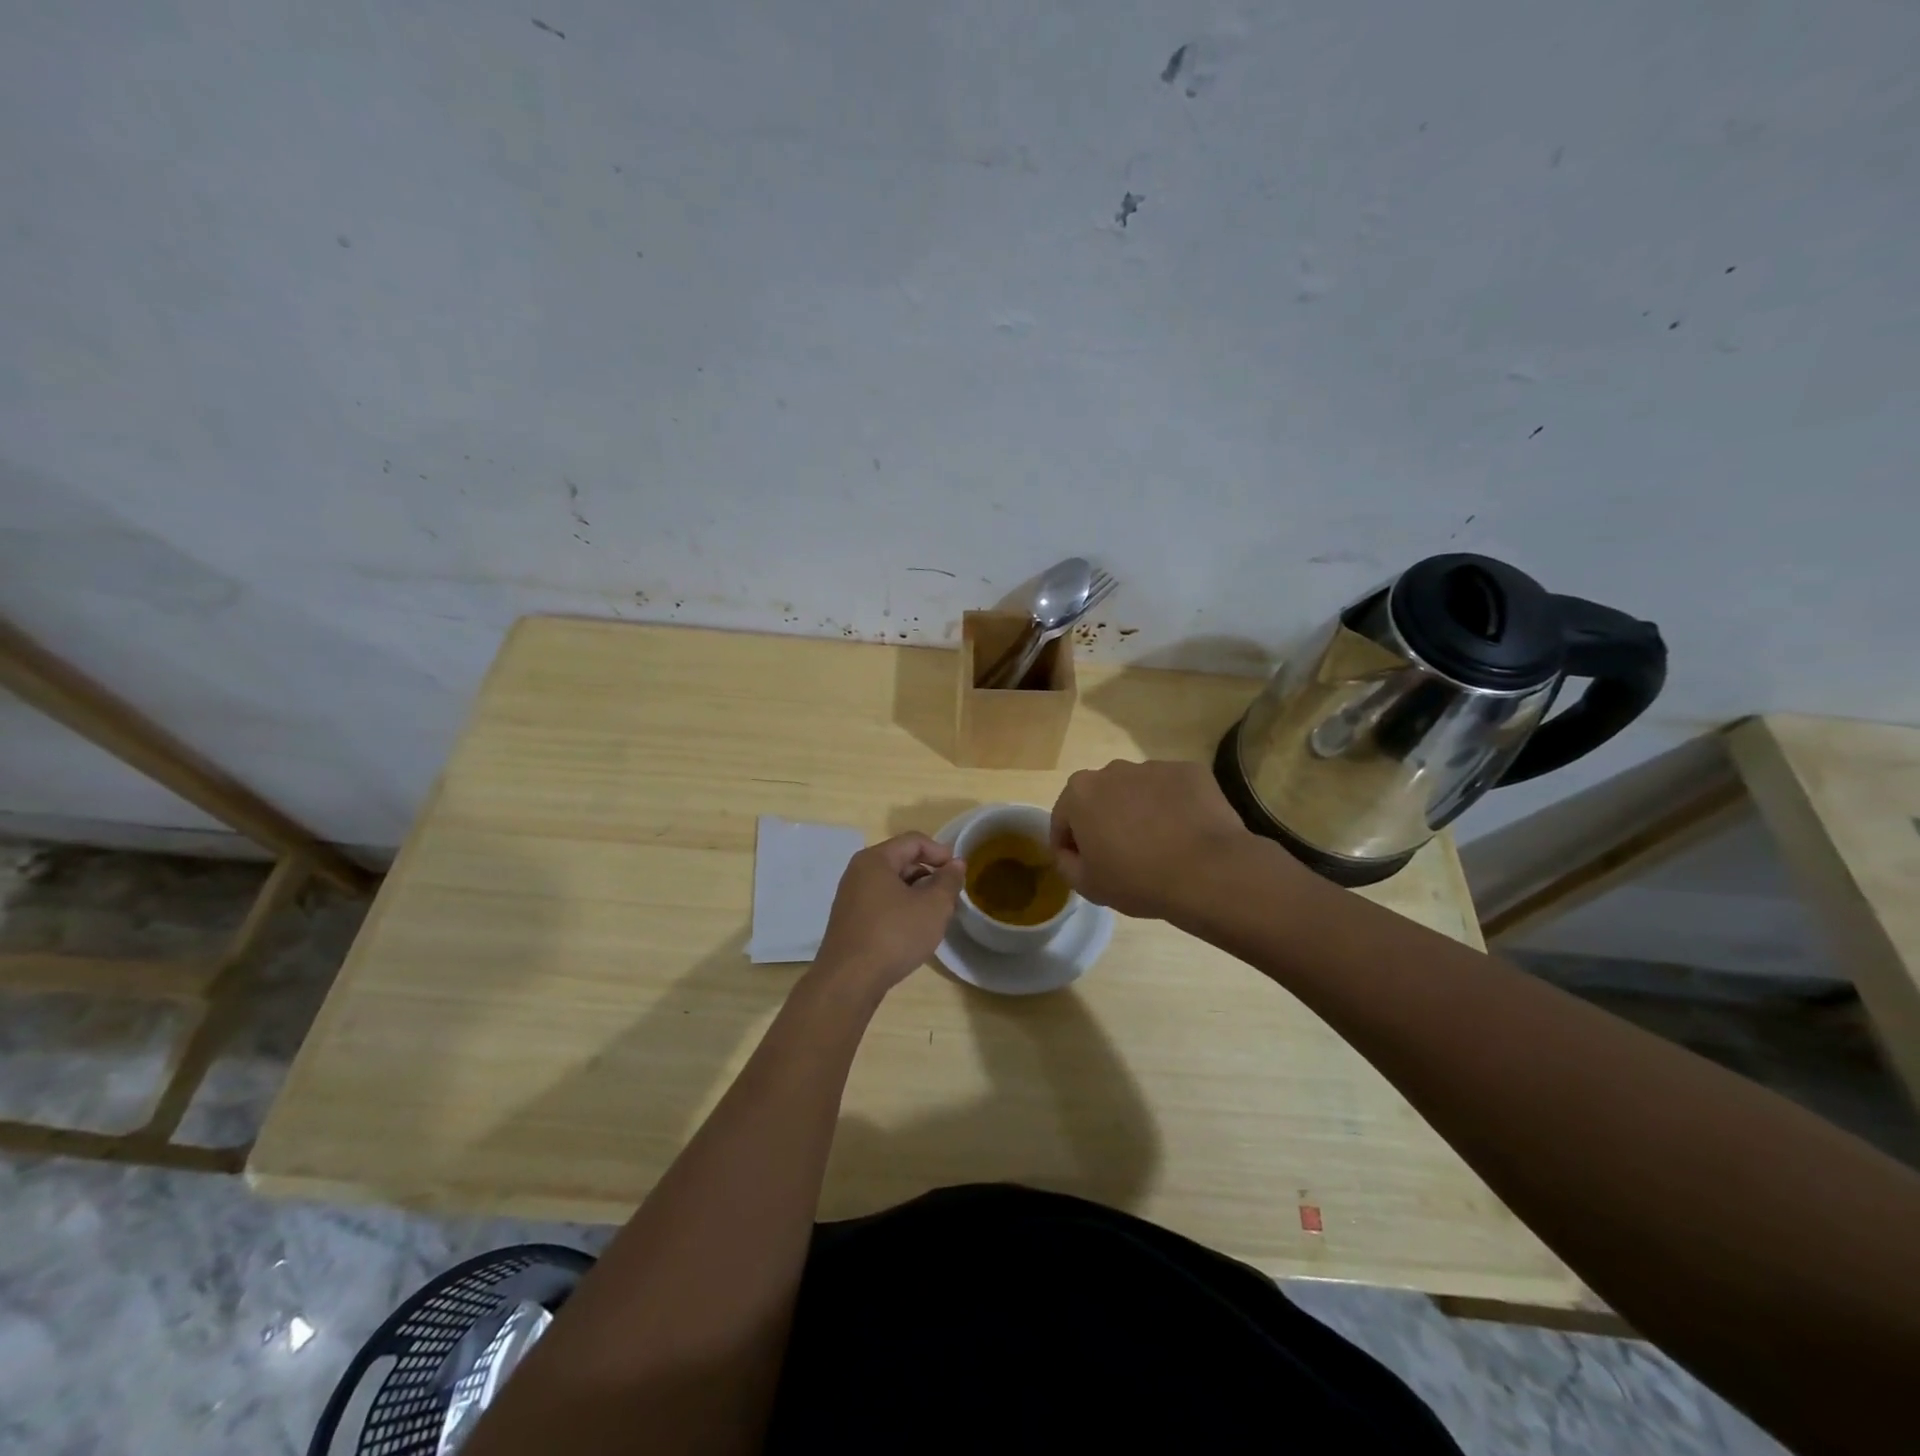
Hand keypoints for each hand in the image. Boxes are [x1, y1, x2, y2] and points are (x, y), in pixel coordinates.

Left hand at [813, 833, 965, 994]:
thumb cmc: (894, 935)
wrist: (849, 980)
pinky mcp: (849, 920)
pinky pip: (881, 902)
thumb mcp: (933, 907)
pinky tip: (913, 929)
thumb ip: (948, 881)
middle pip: (901, 860)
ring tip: (935, 914)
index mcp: (875, 860)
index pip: (913, 841)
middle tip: (950, 895)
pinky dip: (901, 907)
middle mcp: (858, 872)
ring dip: (916, 893)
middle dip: (929, 874)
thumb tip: (955, 864)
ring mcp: (850, 897)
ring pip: (891, 884)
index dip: (940, 852)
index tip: (959, 872)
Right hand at [1049, 759, 1258, 919]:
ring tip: (1159, 843)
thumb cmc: (1137, 880)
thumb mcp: (1087, 886)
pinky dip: (1173, 806)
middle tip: (1121, 854)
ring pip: (1137, 790)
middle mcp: (1112, 770)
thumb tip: (1069, 852)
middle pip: (1100, 797)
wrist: (1208, 872)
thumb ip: (1066, 863)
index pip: (1063, 818)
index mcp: (1080, 793)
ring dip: (1139, 810)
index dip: (1069, 844)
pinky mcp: (1189, 771)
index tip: (1083, 864)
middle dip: (1104, 820)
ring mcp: (1153, 767)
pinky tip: (1185, 833)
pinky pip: (1172, 789)